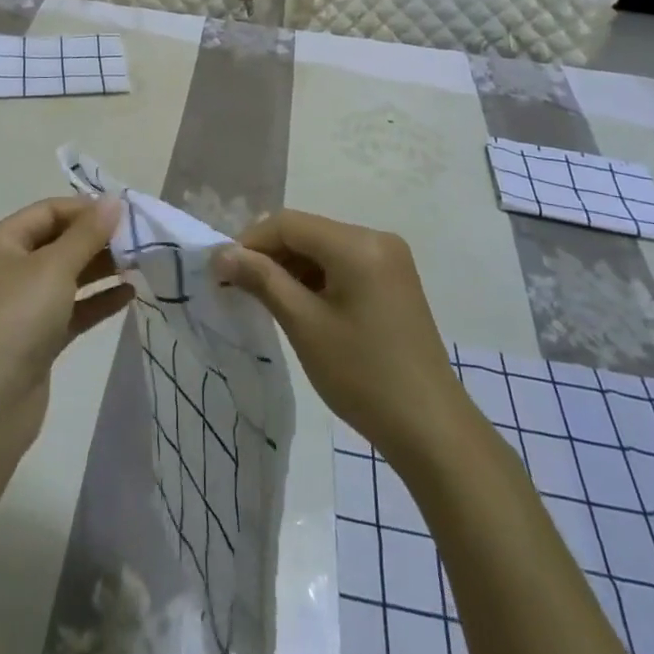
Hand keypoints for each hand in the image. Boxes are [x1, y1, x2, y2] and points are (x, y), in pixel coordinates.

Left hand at [0, 196, 131, 449]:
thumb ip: (88, 233)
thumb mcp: (54, 268)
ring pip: (67, 275)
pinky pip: (71, 308)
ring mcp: (21, 305)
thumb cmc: (17, 320)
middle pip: (58, 241)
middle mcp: (7, 268)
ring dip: (101, 268)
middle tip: (138, 239)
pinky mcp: (37, 337)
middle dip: (96, 239)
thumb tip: (115, 200)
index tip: (125, 214)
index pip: (48, 212)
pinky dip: (97, 300)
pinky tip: (129, 294)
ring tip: (140, 263)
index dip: (86, 209)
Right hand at [214, 210, 467, 470]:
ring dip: (291, 267)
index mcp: (357, 243)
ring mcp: (389, 259)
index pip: (289, 224)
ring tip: (263, 299)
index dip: (250, 242)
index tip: (222, 271)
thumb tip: (222, 254)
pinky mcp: (394, 280)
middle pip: (307, 232)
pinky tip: (299, 305)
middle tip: (238, 286)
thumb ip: (262, 280)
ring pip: (324, 248)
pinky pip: (343, 264)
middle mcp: (376, 238)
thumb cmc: (363, 376)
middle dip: (270, 255)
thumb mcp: (305, 325)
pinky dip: (316, 278)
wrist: (431, 430)